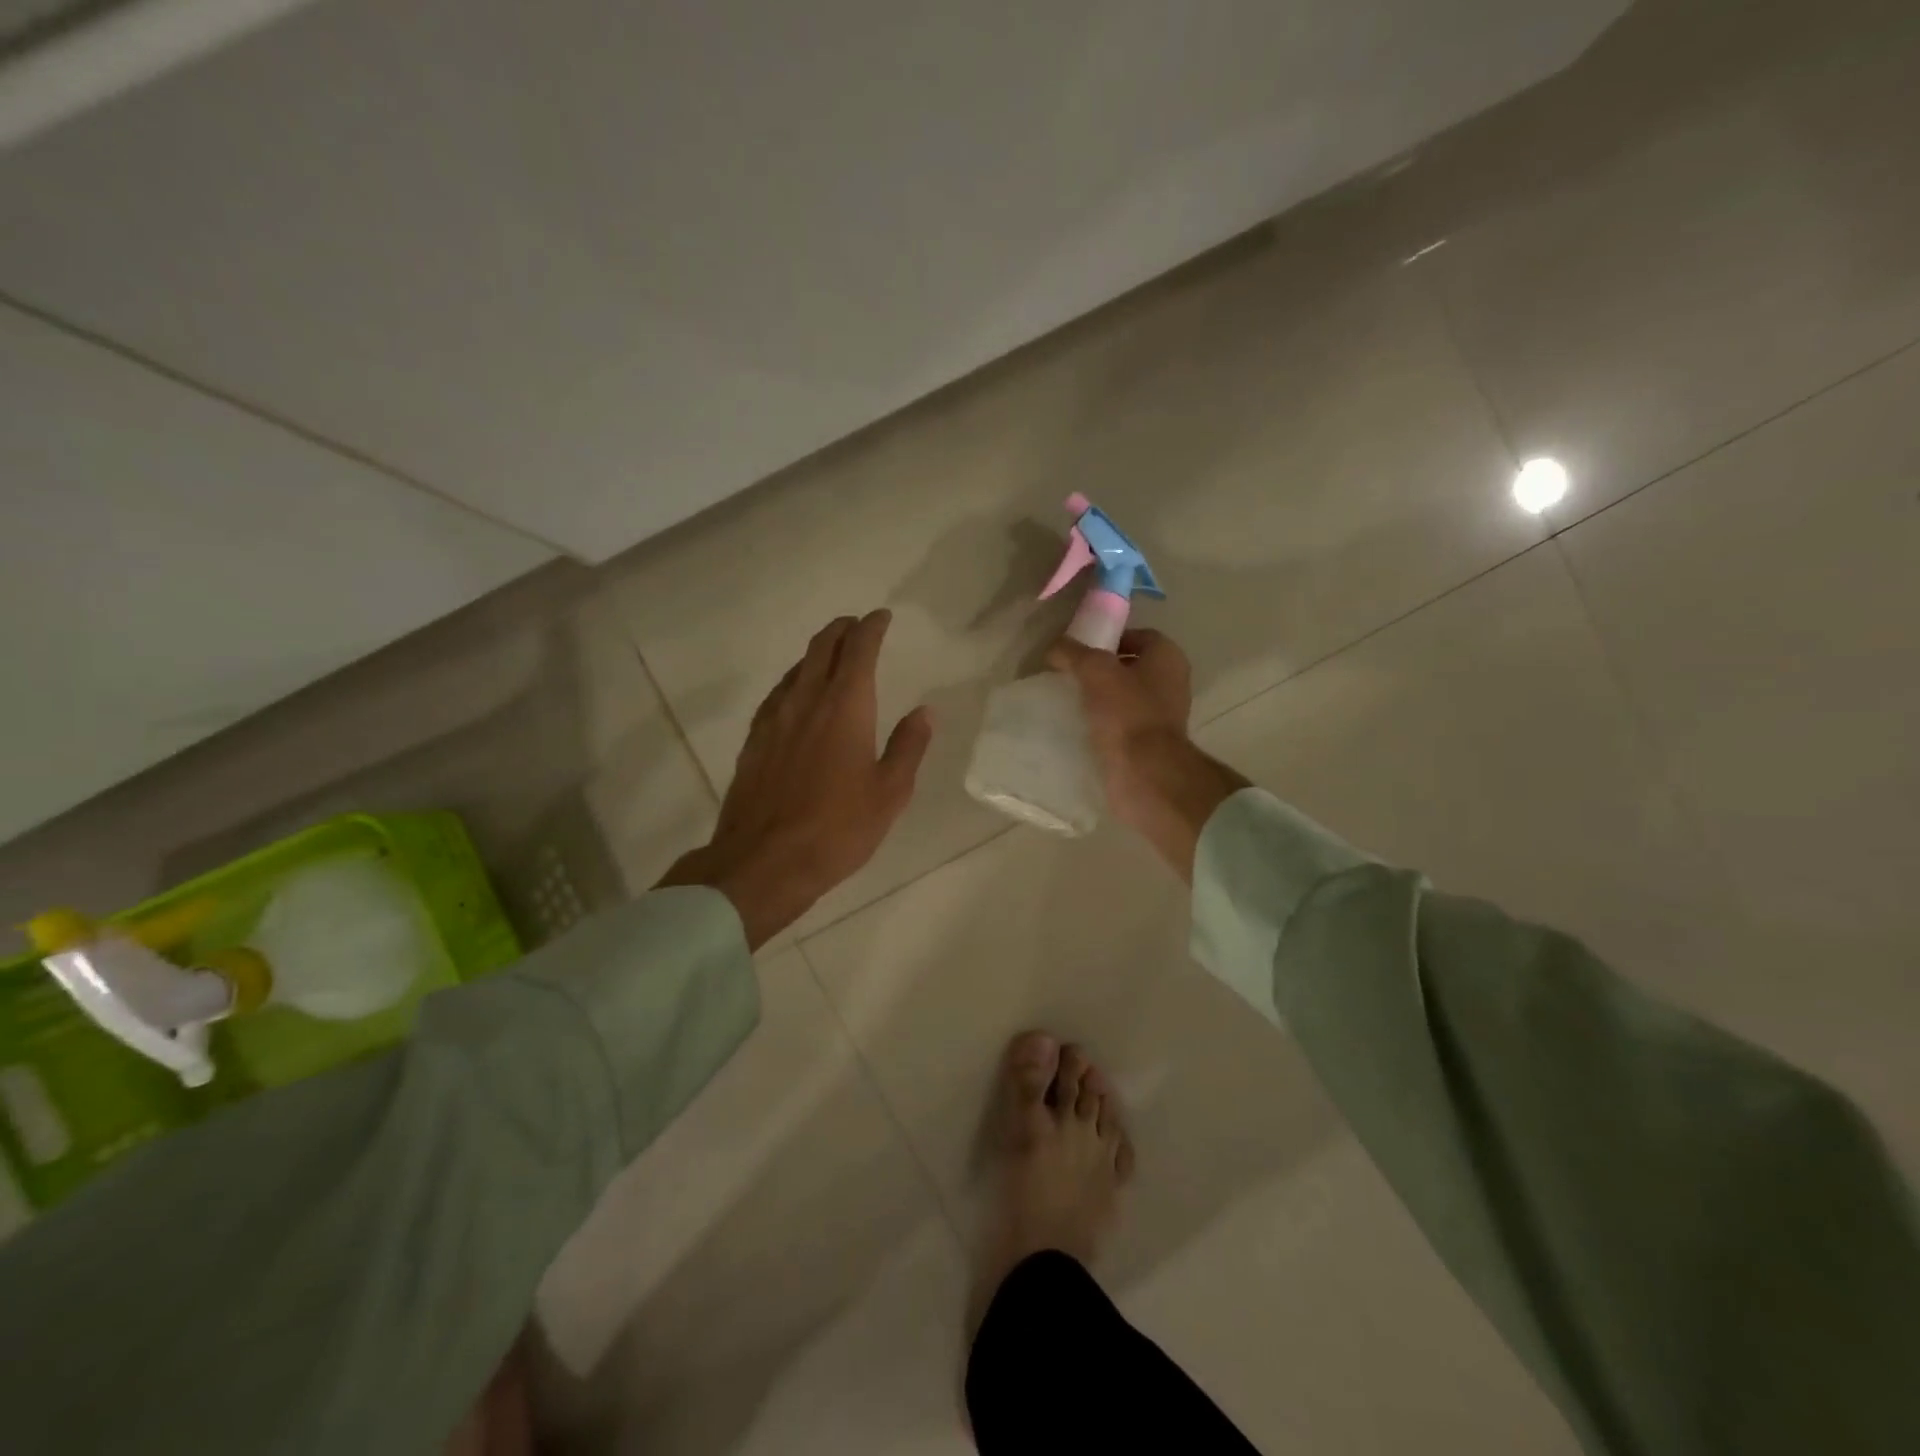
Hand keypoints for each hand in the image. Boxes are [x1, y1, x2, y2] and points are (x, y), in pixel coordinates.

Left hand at [660, 610, 931, 947]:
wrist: (764, 861)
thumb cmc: (838, 828)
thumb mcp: (889, 792)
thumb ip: (908, 746)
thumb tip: (924, 711)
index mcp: (846, 706)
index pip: (859, 649)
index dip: (872, 627)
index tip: (882, 617)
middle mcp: (806, 700)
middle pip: (822, 647)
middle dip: (842, 629)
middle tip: (857, 625)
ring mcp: (775, 719)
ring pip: (796, 668)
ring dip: (817, 652)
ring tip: (832, 655)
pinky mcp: (754, 740)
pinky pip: (778, 694)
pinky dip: (795, 680)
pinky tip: (798, 696)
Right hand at [1048, 630, 1246, 880]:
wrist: (1143, 773)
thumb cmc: (1126, 713)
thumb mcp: (1095, 671)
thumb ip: (1074, 653)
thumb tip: (1055, 648)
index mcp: (1168, 658)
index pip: (1138, 636)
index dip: (1109, 638)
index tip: (1080, 649)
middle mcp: (1170, 683)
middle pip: (1130, 667)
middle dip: (1100, 670)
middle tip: (1069, 674)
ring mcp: (1161, 716)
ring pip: (1124, 697)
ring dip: (1099, 698)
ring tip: (1068, 700)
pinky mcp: (1148, 743)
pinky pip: (1120, 724)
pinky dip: (1102, 723)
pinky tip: (1078, 726)